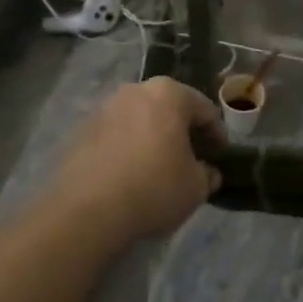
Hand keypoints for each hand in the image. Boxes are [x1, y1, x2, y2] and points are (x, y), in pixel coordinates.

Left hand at [53, 78, 223, 243]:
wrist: (87, 210)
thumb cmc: (153, 188)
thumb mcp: (195, 187)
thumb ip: (207, 174)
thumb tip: (207, 172)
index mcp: (168, 94)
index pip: (204, 109)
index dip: (217, 134)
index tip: (220, 156)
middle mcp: (134, 91)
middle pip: (169, 108)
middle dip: (182, 131)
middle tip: (193, 158)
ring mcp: (104, 108)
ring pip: (140, 119)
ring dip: (153, 137)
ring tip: (160, 166)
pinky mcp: (82, 129)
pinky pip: (116, 134)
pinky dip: (128, 147)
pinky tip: (131, 173)